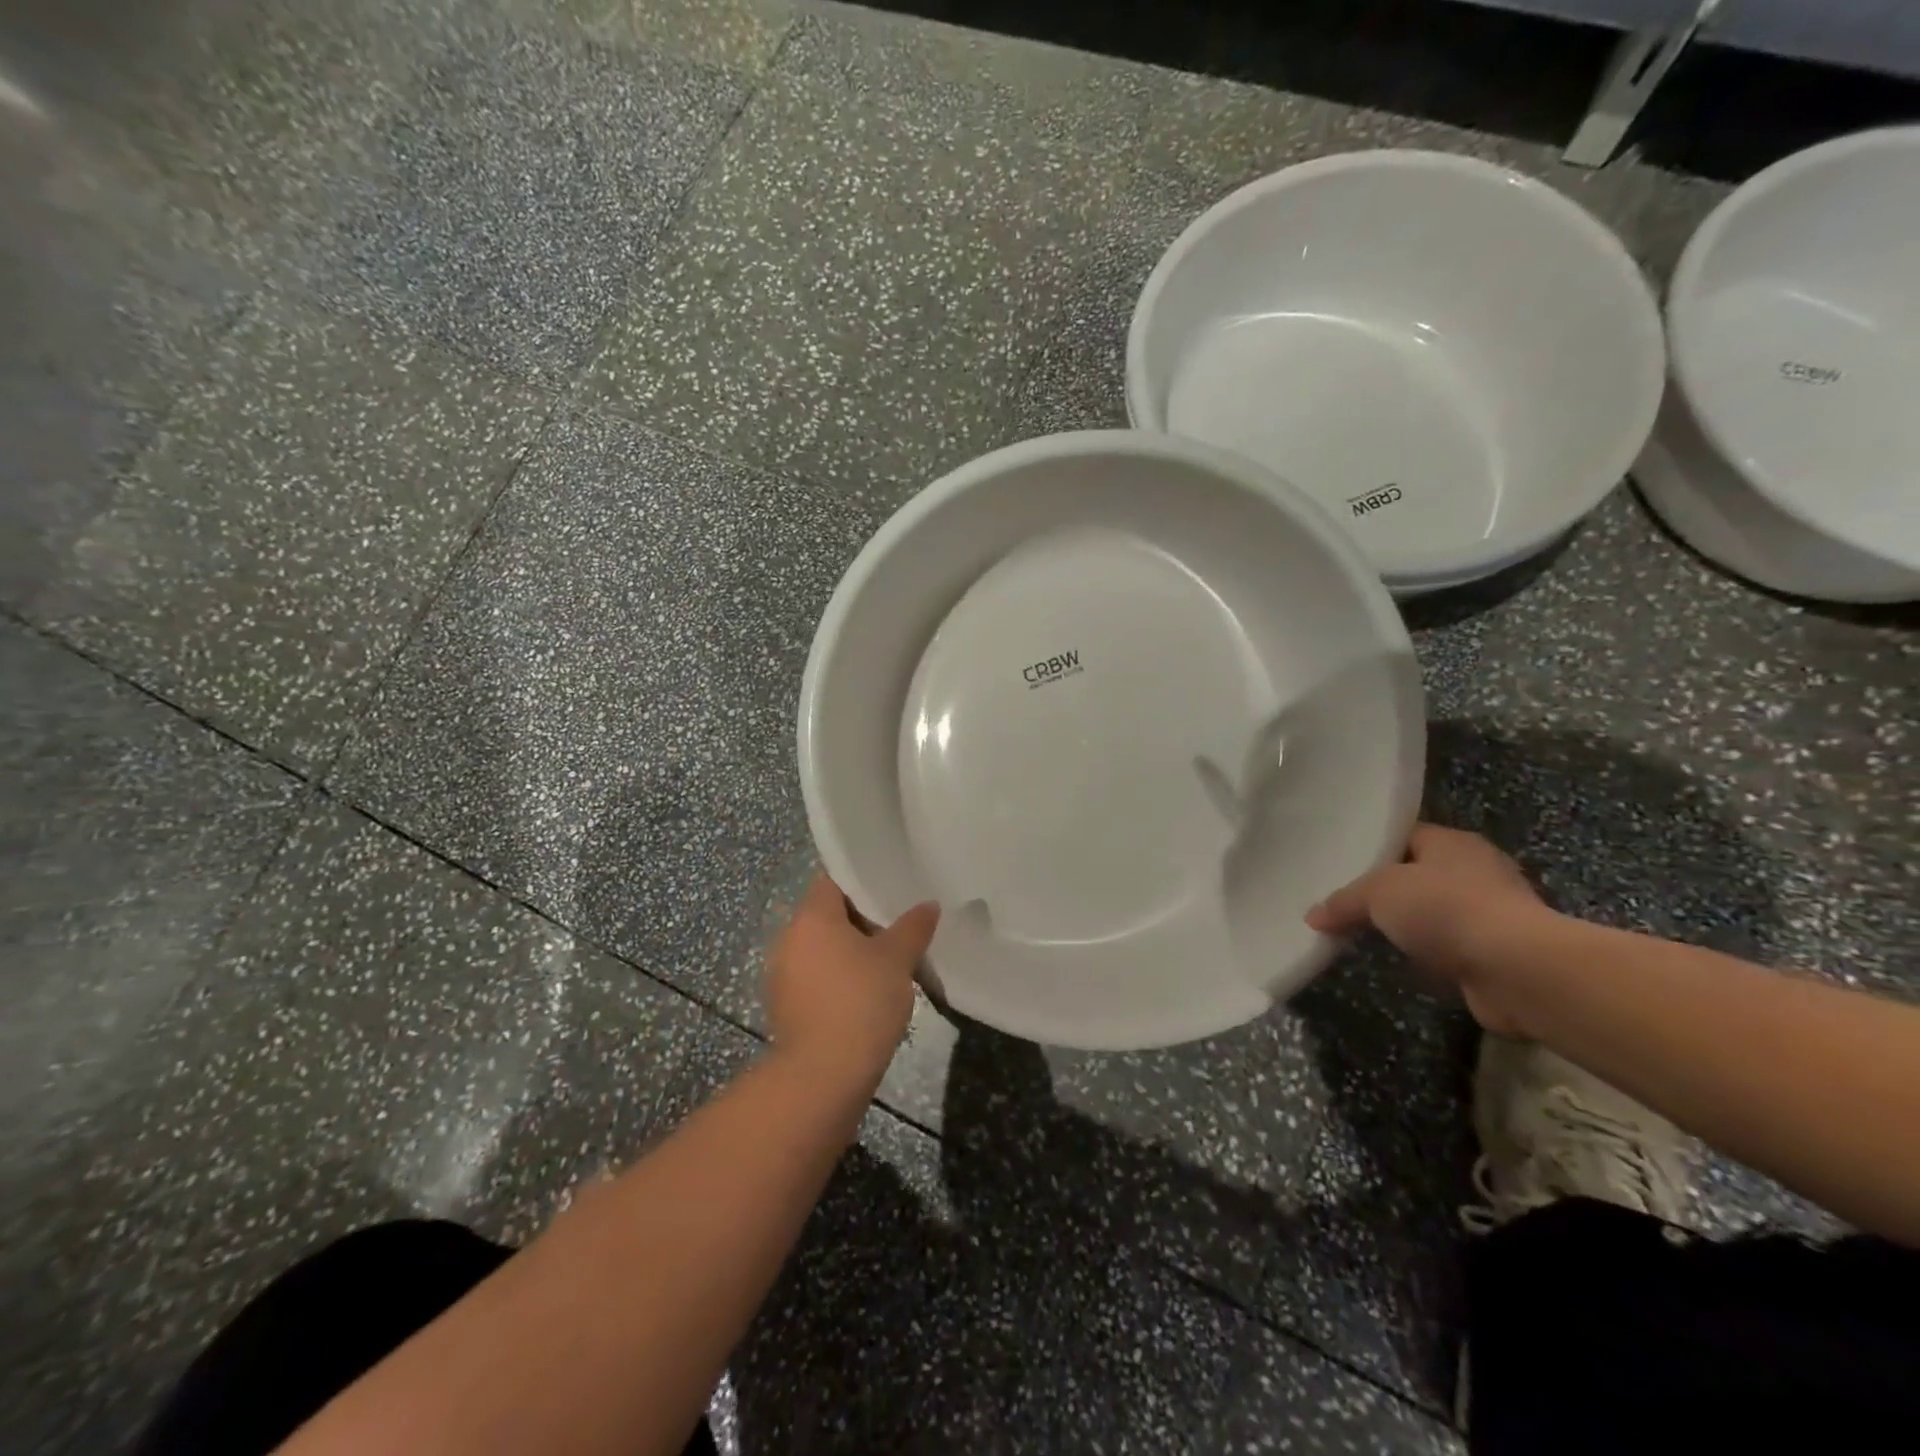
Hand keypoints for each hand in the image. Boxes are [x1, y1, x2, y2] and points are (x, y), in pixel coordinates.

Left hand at [767, 874, 939, 1089]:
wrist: (822, 1077)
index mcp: (812, 917)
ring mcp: (781, 975)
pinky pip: (813, 978)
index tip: (890, 890)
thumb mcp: (897, 960)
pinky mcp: (784, 1007)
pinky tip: (864, 993)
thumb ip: (913, 927)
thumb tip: (928, 904)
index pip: (833, 881)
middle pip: (826, 915)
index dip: (861, 882)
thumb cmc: (860, 1002)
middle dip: (859, 920)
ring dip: (847, 952)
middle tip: (896, 926)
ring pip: (820, 949)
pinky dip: (836, 978)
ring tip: (885, 961)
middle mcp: (788, 938)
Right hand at [1306, 823, 1556, 1034]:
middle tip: (1344, 901)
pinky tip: (1400, 961)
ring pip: (1434, 913)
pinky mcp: (1496, 953)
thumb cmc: (1446, 908)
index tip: (1340, 863)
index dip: (1372, 848)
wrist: (1518, 969)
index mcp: (1452, 842)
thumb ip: (1344, 901)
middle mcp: (1477, 870)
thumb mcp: (1378, 893)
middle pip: (1419, 874)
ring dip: (1409, 925)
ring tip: (1364, 933)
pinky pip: (1448, 946)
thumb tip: (1313, 917)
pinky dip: (1427, 954)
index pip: (1405, 836)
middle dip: (1387, 890)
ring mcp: (1492, 913)